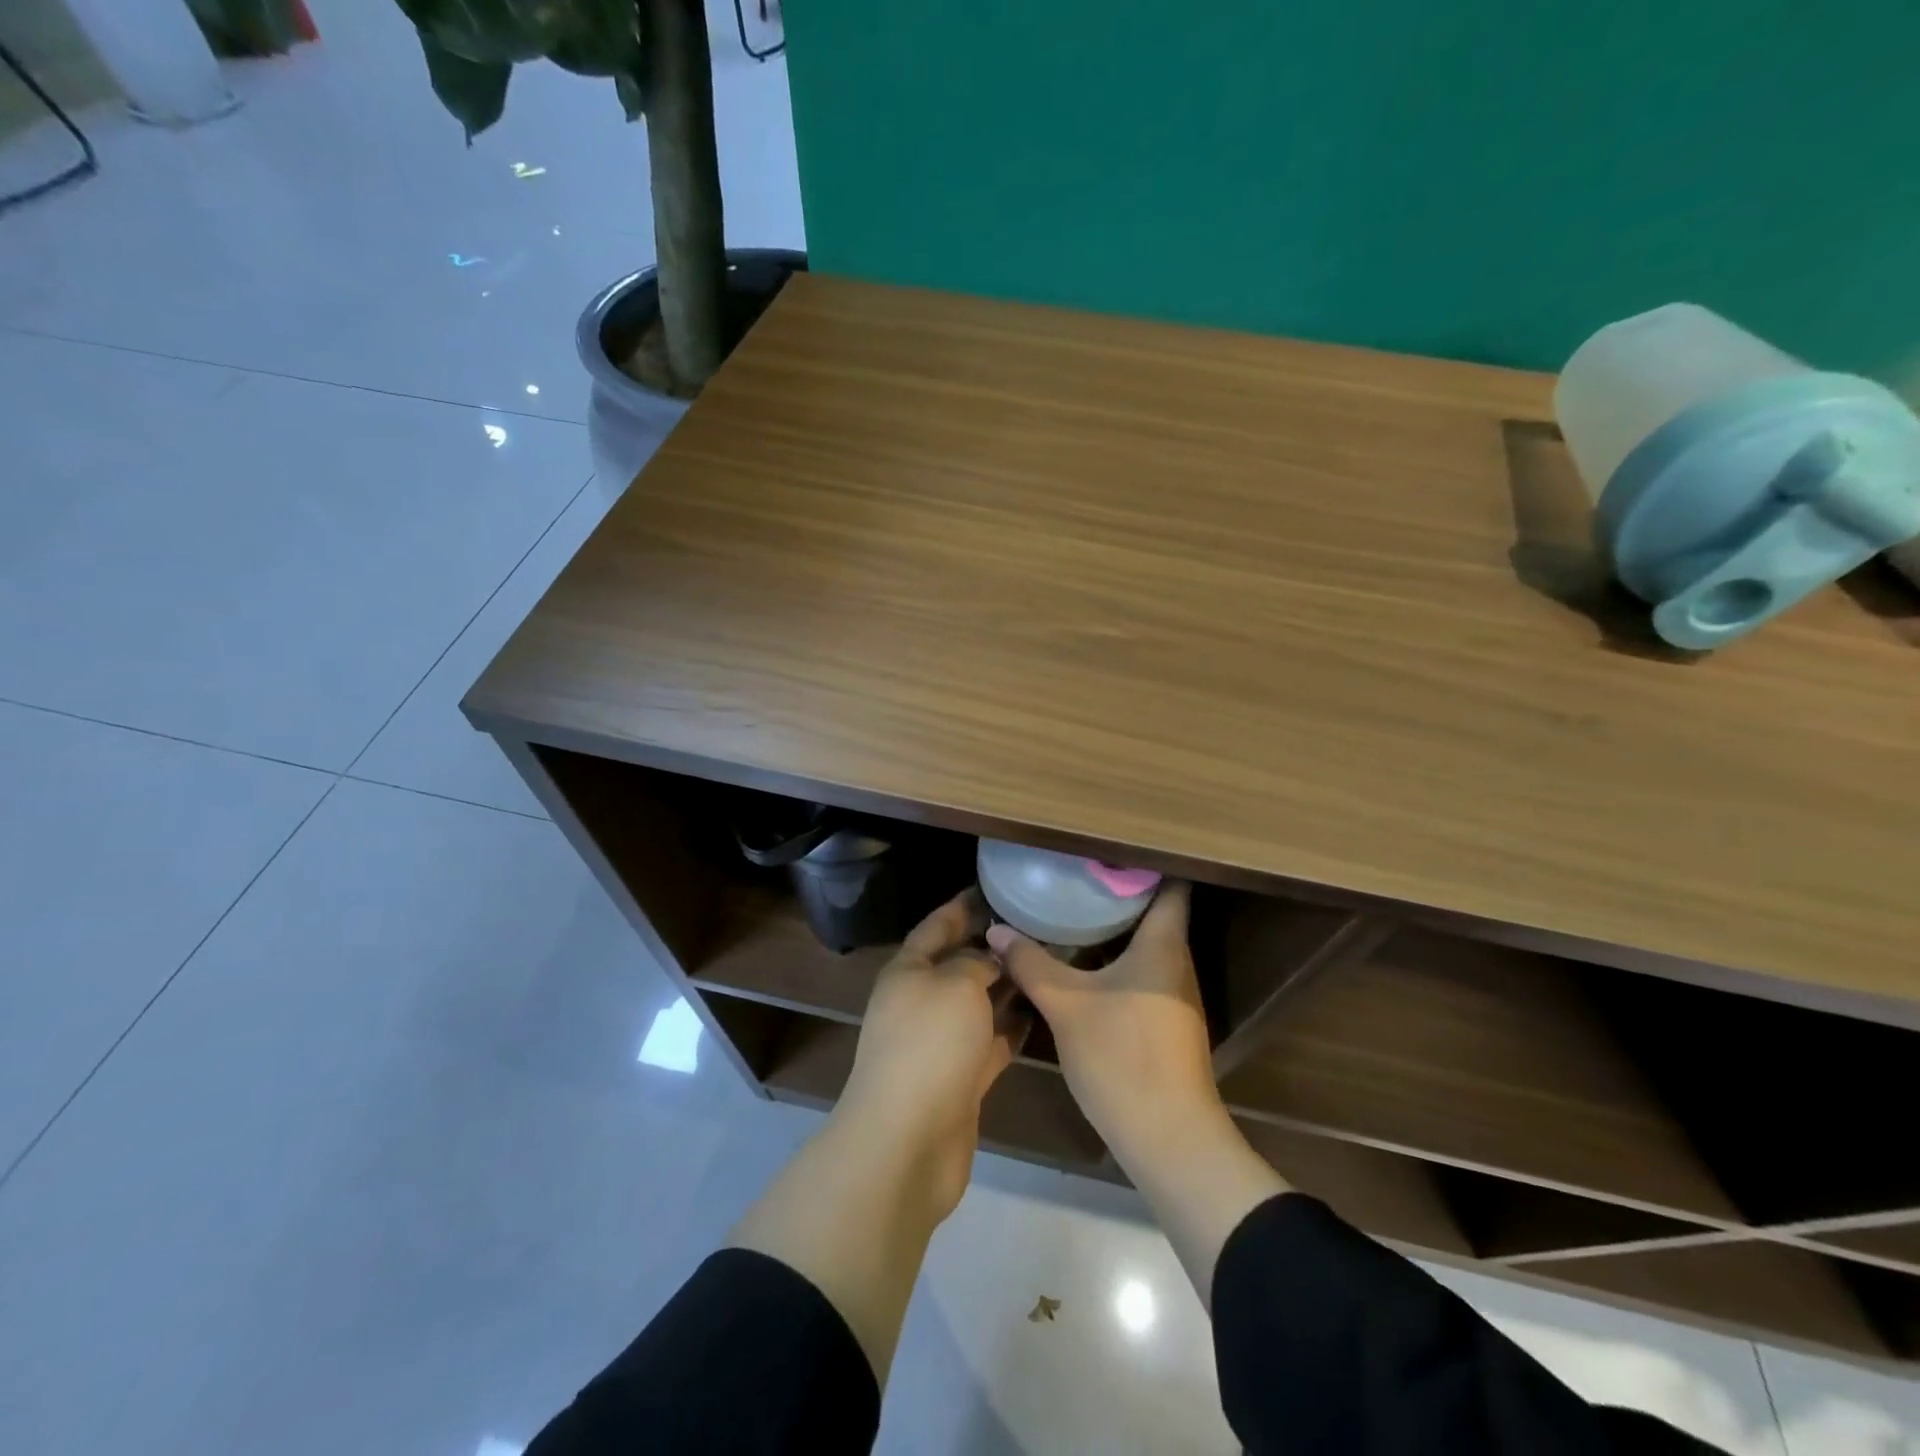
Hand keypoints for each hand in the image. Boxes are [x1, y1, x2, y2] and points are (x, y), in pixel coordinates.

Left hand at [836, 890, 1026, 1218]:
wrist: (907, 1140)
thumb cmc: (929, 1044)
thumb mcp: (956, 985)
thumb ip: (977, 963)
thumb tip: (989, 958)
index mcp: (907, 972)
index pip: (935, 927)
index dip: (961, 907)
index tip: (992, 889)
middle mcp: (920, 1003)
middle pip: (958, 966)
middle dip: (991, 947)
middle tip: (1035, 927)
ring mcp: (939, 1044)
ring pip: (977, 1005)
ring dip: (1007, 988)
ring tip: (1047, 963)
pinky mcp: (960, 1080)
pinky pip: (990, 1043)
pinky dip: (1011, 1028)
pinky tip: (1042, 1013)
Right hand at [987, 882, 1219, 1159]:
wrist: (1169, 1138)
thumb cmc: (1123, 1057)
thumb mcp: (1066, 1005)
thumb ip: (1031, 964)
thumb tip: (996, 931)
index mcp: (1163, 945)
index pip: (1170, 886)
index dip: (1145, 862)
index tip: (1106, 848)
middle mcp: (1176, 962)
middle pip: (1156, 912)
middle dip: (1119, 892)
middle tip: (1076, 874)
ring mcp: (1175, 994)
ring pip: (1148, 944)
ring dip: (1117, 927)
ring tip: (1075, 908)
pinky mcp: (1167, 1021)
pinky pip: (1143, 971)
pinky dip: (1118, 958)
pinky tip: (1085, 961)